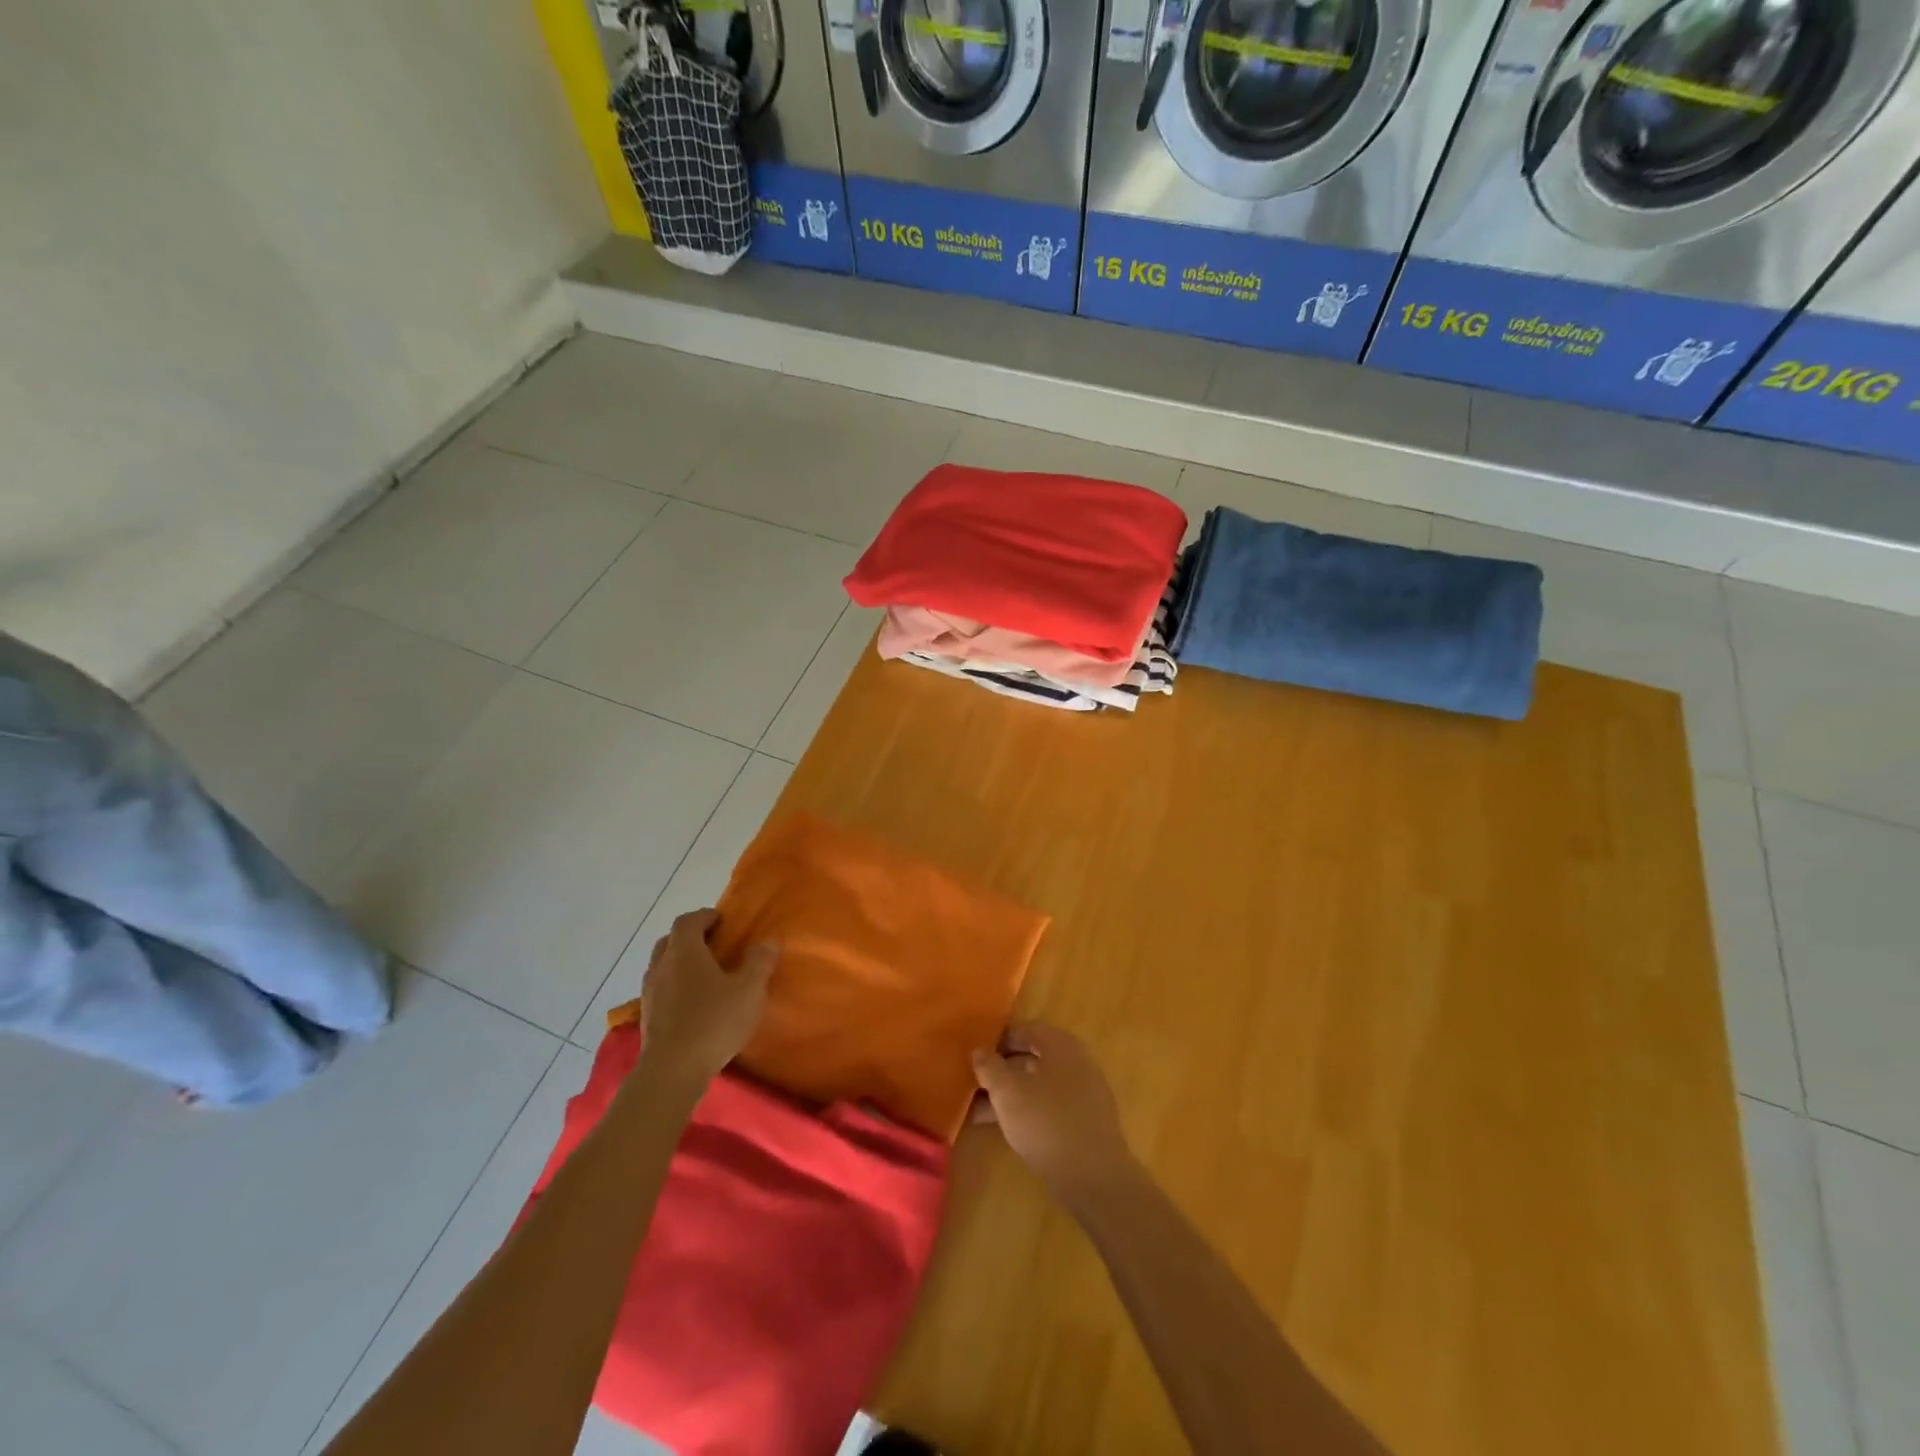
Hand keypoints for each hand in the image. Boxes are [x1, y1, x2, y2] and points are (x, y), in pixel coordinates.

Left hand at [635, 909, 776, 1096]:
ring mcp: (650, 993)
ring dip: (680, 964)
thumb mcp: (750, 989)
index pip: (688, 921)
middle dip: (690, 938)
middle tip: (714, 945)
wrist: (672, 1072)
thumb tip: (768, 941)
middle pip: (670, 941)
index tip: (722, 920)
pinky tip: (692, 1004)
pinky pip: (661, 990)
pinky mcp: (647, 1018)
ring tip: (705, 976)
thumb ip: (760, 961)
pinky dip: (675, 987)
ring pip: (663, 966)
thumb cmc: (713, 1022)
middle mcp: (661, 966)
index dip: (705, 916)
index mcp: (685, 951)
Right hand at [972, 1022, 1136, 1206]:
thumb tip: (980, 1051)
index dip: (996, 1039)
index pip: (1024, 1029)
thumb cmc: (1046, 1121)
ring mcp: (1084, 1093)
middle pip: (1032, 1057)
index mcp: (1061, 1044)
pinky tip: (1005, 1128)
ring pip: (1038, 1085)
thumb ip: (990, 1067)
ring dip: (1010, 1094)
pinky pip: (1049, 1106)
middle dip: (1001, 1070)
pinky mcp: (1085, 1122)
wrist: (1094, 1177)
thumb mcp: (1008, 1091)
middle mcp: (1076, 1062)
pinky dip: (1027, 1111)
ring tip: (978, 1109)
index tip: (973, 1054)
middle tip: (973, 1082)